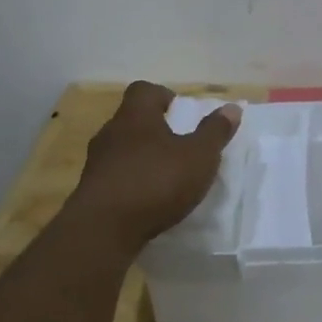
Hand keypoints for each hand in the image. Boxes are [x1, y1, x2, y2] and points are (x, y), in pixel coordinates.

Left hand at [66, 82, 241, 254]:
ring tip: (164, 176)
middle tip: (178, 145)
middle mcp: (111, 132)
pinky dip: (130, 182)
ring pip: (121, 150)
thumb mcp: (198, 157)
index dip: (163, 96)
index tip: (180, 112)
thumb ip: (215, 132)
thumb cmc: (155, 182)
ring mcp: (96, 163)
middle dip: (154, 129)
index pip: (144, 90)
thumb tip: (232, 108)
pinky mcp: (90, 192)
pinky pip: (114, 177)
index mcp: (136, 116)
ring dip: (141, 158)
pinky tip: (146, 201)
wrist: (102, 230)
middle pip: (132, 120)